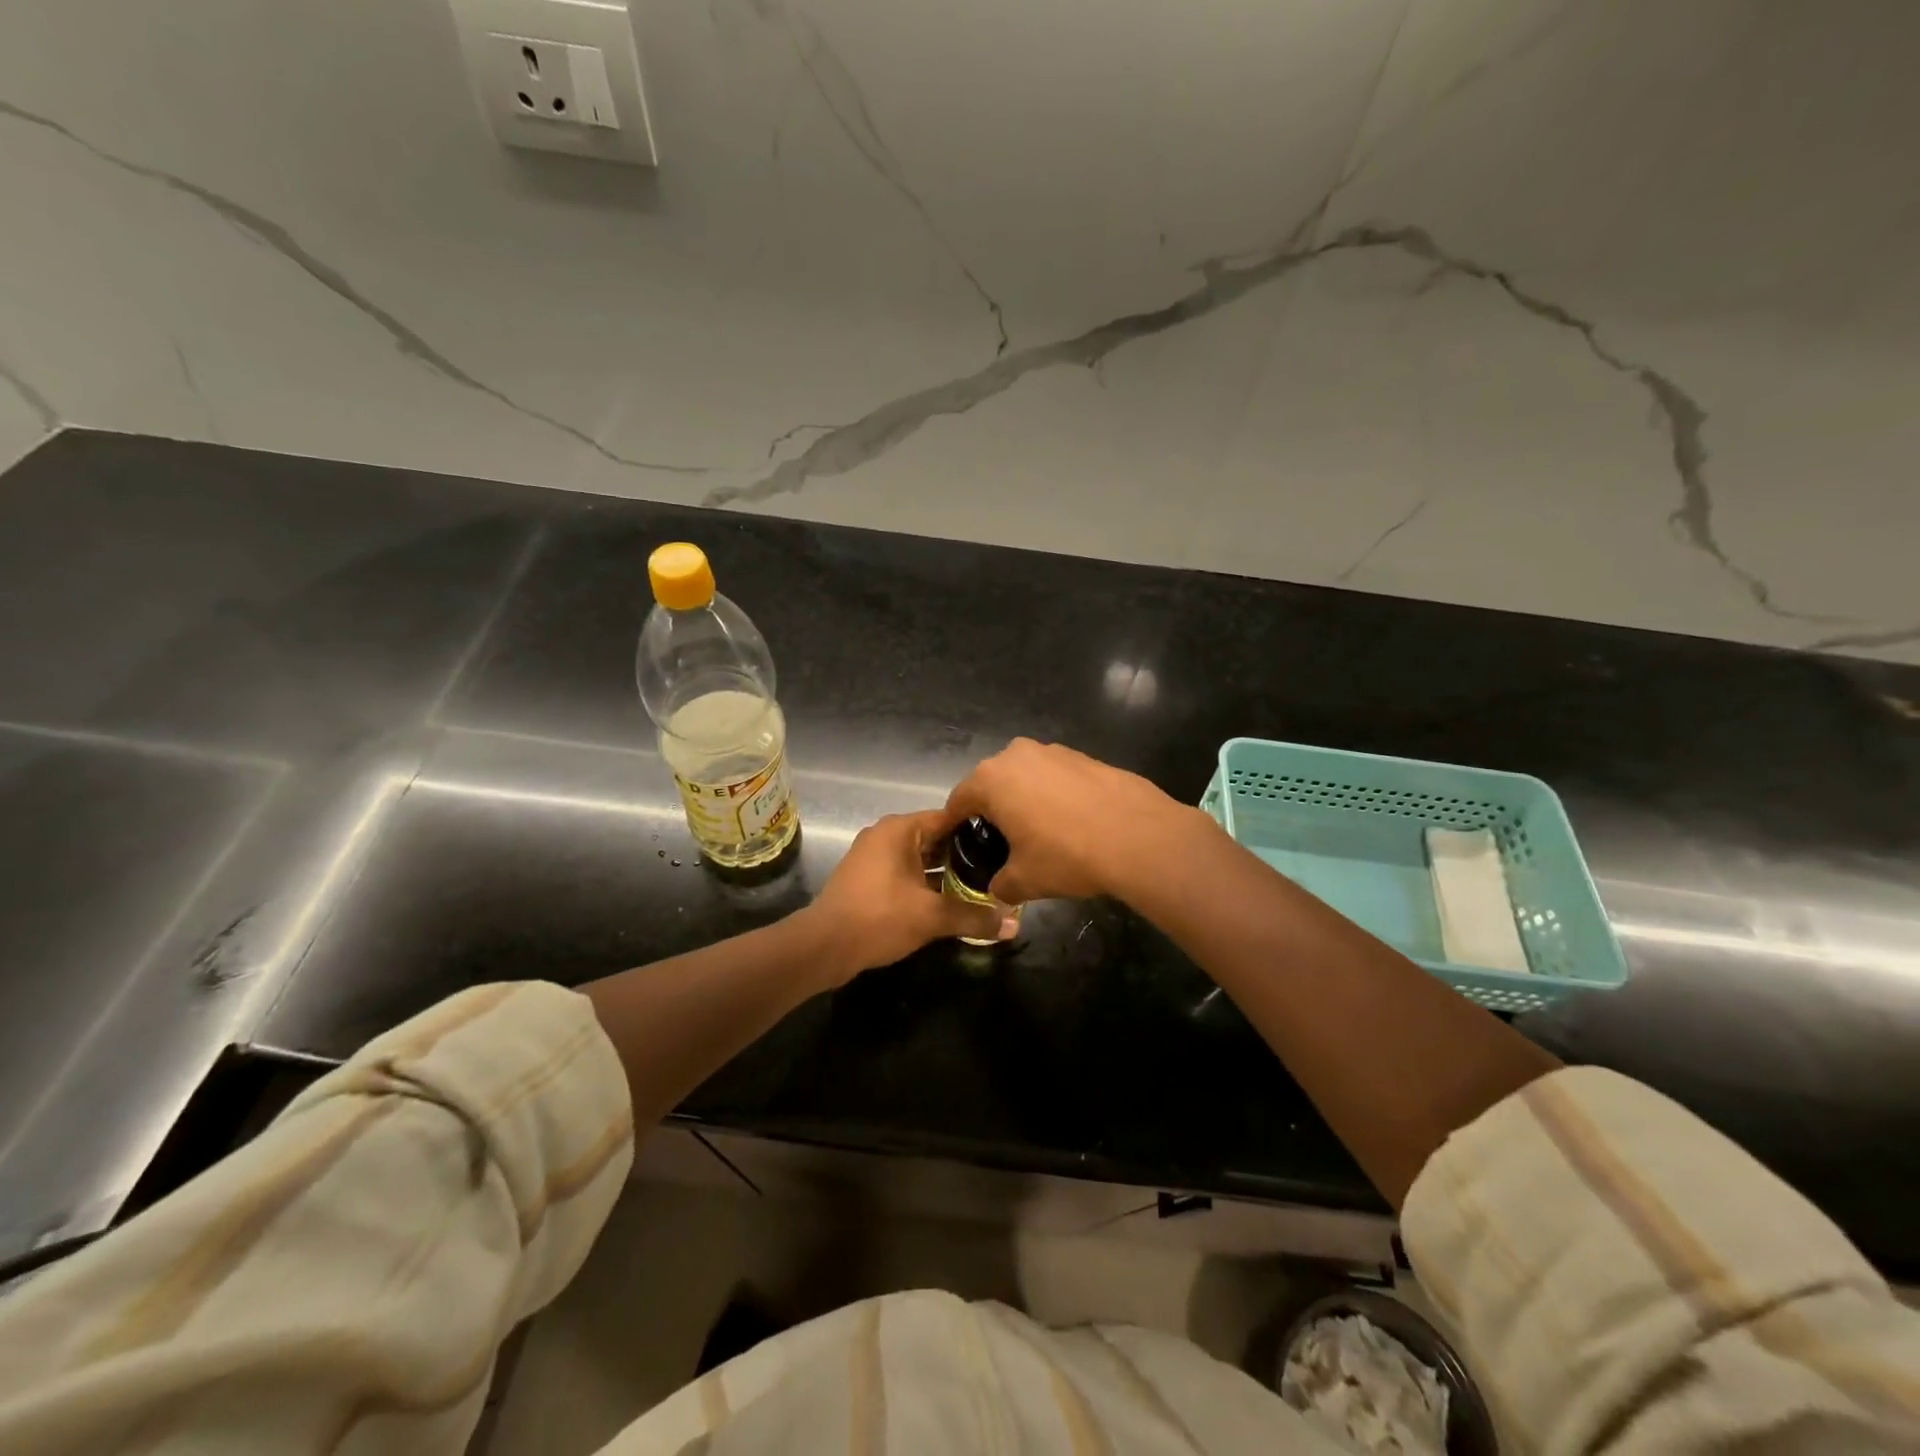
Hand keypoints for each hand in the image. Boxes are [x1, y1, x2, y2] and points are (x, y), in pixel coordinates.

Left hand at [802, 810, 1015, 983]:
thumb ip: (974, 916)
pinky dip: (927, 884)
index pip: (948, 817)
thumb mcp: (932, 917)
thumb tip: (1014, 924)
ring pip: (921, 858)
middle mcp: (886, 835)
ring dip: (946, 873)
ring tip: (981, 887)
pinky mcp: (868, 879)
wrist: (823, 946)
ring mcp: (874, 857)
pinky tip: (950, 902)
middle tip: (998, 870)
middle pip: (935, 838)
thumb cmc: (879, 917)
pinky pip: (906, 873)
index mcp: (900, 829)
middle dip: (965, 856)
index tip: (1004, 845)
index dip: (978, 831)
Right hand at [944, 739, 1197, 903]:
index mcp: (990, 780)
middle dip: (991, 810)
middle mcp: (1016, 754)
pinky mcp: (1084, 756)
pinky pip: (1055, 776)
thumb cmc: (1067, 855)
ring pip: (1025, 776)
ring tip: (1037, 832)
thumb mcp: (1024, 880)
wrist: (1139, 836)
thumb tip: (998, 889)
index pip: (958, 801)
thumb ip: (1000, 884)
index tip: (955, 842)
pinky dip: (1054, 795)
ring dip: (1024, 799)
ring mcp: (1053, 751)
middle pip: (991, 784)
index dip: (954, 825)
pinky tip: (1070, 821)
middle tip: (999, 841)